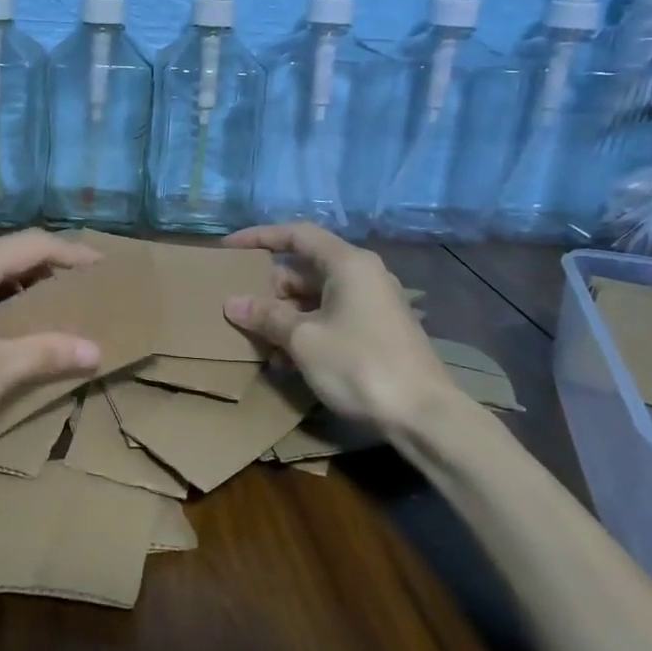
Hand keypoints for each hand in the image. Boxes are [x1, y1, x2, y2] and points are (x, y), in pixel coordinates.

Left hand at [0, 230, 103, 460]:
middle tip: (89, 287)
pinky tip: (17, 324)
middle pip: (10, 252)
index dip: (73, 252)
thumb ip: (46, 353)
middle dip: (52, 266)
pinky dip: (2, 298)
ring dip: (27, 283)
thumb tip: (96, 349)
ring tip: (62, 304)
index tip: (106, 268)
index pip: (32, 244)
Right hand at [221, 222, 454, 431]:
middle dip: (269, 288)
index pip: (297, 235)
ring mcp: (372, 305)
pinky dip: (305, 331)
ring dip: (284, 316)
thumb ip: (267, 316)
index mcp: (348, 264)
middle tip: (239, 307)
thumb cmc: (359, 365)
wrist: (423, 415)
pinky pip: (330, 319)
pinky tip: (284, 361)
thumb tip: (233, 303)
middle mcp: (363, 276)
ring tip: (255, 339)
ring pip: (316, 298)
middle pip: (305, 269)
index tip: (229, 248)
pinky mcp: (376, 332)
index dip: (260, 237)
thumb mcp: (303, 339)